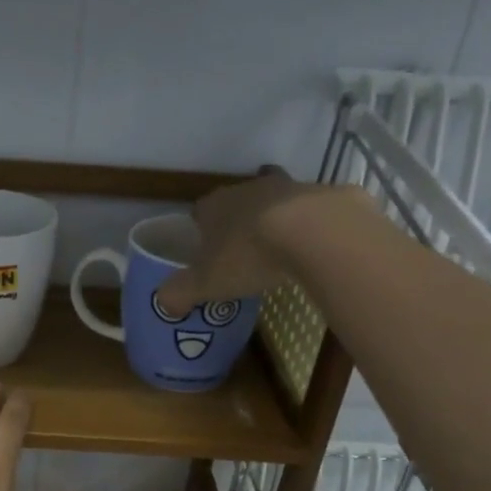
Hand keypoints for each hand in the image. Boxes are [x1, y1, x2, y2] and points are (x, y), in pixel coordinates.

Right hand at [156, 168, 340, 314]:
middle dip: (239, 224)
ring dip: (276, 222)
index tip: (206, 251)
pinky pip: (315, 212)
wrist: (316, 233)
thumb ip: (179, 293)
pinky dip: (313, 228)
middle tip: (242, 254)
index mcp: (215, 206)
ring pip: (277, 203)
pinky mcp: (328, 195)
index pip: (200, 211)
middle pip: (238, 203)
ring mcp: (291, 187)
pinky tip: (317, 250)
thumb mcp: (205, 283)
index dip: (201, 230)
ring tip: (281, 252)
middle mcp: (250, 188)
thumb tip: (163, 303)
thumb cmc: (249, 255)